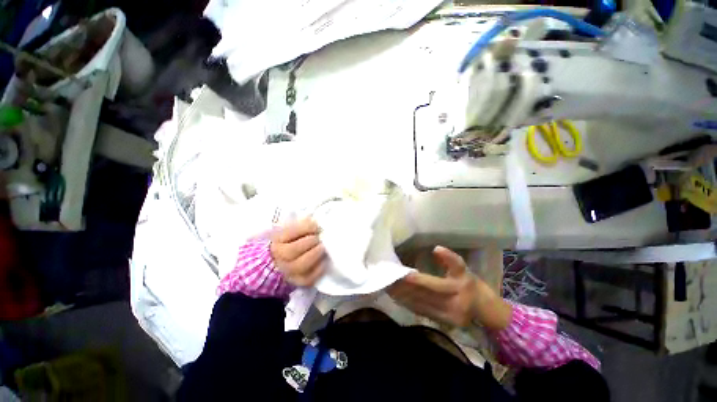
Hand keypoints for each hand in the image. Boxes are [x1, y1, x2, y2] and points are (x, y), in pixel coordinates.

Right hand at [270, 219, 325, 286]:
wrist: (286, 259)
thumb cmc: (296, 239)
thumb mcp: (297, 228)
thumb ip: (305, 224)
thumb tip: (318, 222)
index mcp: (278, 239)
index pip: (290, 232)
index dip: (306, 227)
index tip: (317, 225)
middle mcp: (280, 256)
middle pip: (292, 251)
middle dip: (310, 242)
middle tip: (319, 238)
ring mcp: (288, 270)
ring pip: (299, 266)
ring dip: (314, 255)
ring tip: (323, 248)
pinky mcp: (298, 281)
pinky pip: (308, 279)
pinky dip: (318, 270)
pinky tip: (324, 261)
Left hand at [388, 246, 510, 329]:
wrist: (485, 310)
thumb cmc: (472, 284)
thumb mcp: (463, 269)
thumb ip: (450, 259)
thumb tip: (436, 248)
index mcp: (458, 288)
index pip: (433, 284)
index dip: (417, 280)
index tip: (402, 274)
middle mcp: (452, 305)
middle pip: (424, 296)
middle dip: (405, 288)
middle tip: (389, 279)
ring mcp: (446, 317)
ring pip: (420, 305)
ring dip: (403, 296)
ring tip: (389, 287)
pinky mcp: (441, 323)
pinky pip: (421, 312)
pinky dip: (408, 304)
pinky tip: (397, 297)